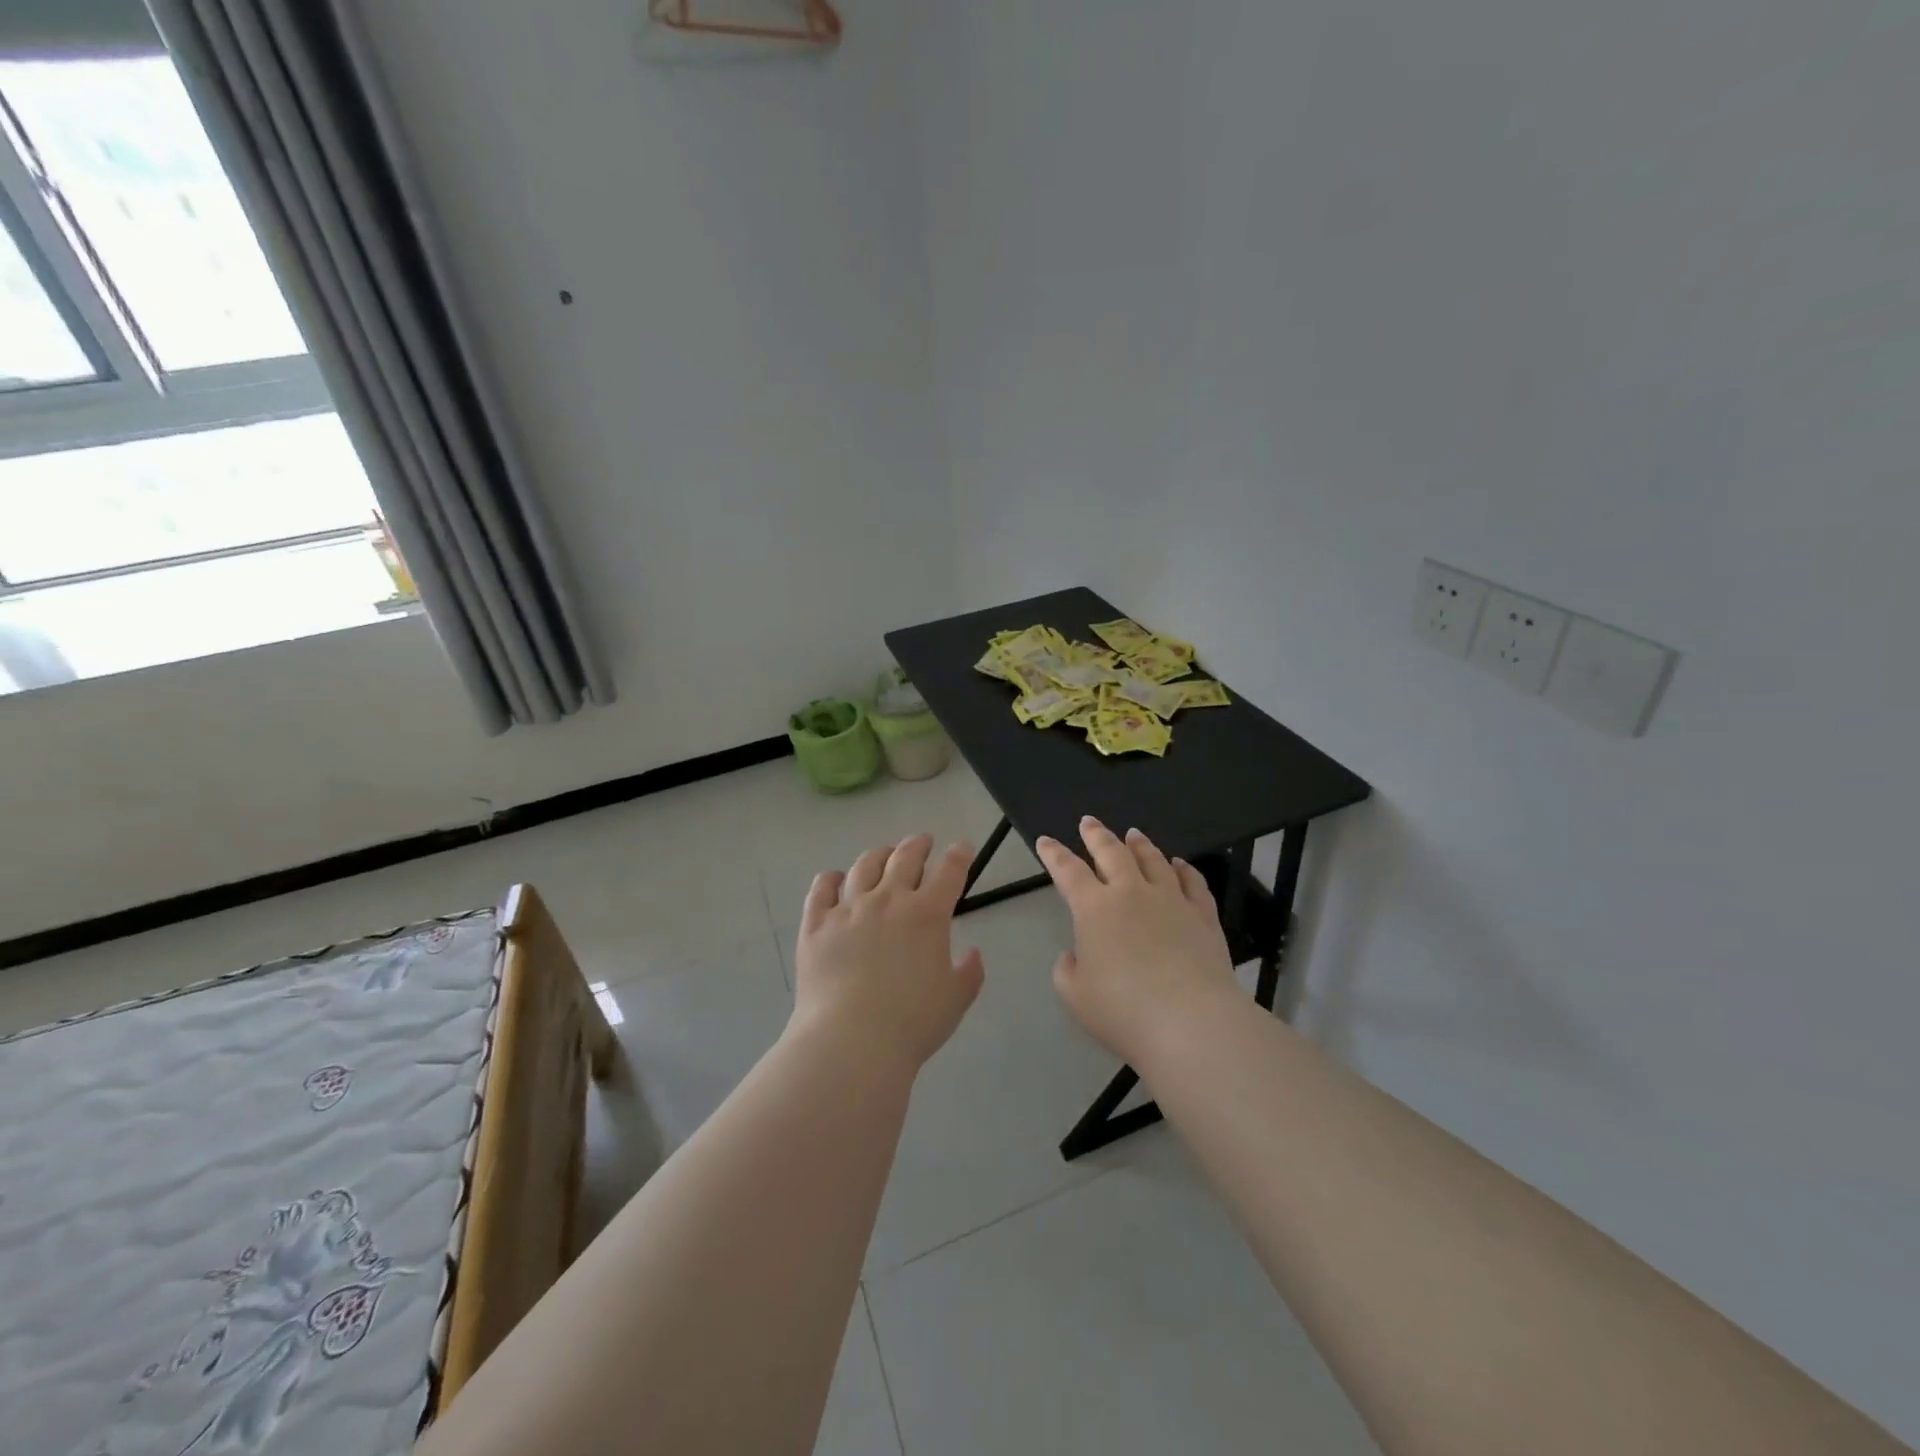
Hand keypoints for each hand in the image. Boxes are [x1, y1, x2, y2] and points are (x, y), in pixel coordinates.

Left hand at [791, 833, 985, 1074]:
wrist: (851, 1042)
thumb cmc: (911, 1023)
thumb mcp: (955, 1000)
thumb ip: (969, 973)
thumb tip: (973, 953)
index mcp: (927, 914)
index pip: (950, 871)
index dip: (960, 855)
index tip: (962, 849)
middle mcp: (888, 900)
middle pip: (905, 857)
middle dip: (918, 845)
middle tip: (923, 842)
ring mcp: (848, 908)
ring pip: (864, 866)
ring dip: (878, 855)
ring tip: (883, 854)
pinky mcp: (816, 924)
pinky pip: (821, 888)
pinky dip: (830, 878)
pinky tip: (835, 878)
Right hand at [1036, 817, 1237, 1064]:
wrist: (1191, 1023)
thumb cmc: (1123, 1011)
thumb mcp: (1076, 996)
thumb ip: (1068, 970)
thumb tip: (1075, 955)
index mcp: (1094, 908)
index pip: (1068, 871)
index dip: (1054, 854)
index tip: (1045, 841)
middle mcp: (1132, 893)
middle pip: (1112, 852)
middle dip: (1097, 835)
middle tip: (1088, 822)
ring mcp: (1172, 900)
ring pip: (1153, 860)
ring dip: (1139, 844)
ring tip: (1132, 834)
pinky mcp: (1203, 916)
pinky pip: (1192, 882)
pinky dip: (1183, 869)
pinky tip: (1179, 864)